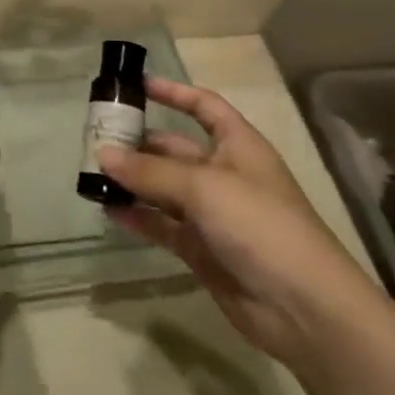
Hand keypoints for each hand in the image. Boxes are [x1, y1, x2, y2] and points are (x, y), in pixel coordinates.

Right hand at [99, 76, 384, 373]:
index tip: (135, 86)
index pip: (204, 106)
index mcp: (238, 146)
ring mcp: (213, 215)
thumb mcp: (204, 187)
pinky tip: (107, 209)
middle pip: (175, 149)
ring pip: (163, 188)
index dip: (174, 93)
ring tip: (91, 173)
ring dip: (132, 180)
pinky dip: (137, 216)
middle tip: (95, 138)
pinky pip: (162, 225)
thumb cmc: (260, 225)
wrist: (304, 308)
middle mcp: (224, 175)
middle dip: (138, 142)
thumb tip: (103, 154)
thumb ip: (150, 171)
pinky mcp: (202, 249)